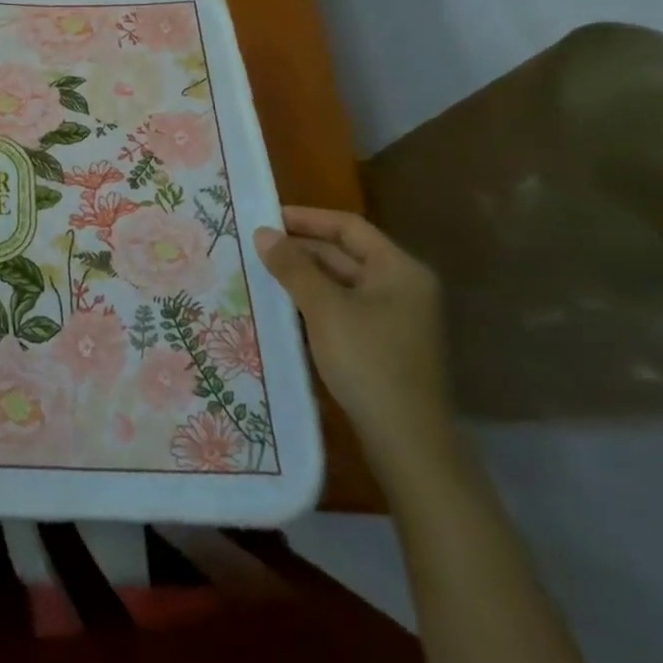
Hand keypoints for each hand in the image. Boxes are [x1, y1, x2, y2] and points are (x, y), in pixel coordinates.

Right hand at [257, 206, 457, 483]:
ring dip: (303, 278)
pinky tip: (282, 308)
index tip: (266, 218)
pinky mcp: (383, 346)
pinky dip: (314, 304)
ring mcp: (395, 319)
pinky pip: (343, 310)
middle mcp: (402, 288)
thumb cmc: (369, 362)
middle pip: (345, 255)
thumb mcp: (324, 308)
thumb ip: (292, 266)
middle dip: (300, 250)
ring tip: (260, 274)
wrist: (409, 444)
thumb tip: (262, 232)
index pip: (349, 227)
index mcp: (399, 270)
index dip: (307, 218)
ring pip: (341, 284)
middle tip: (254, 247)